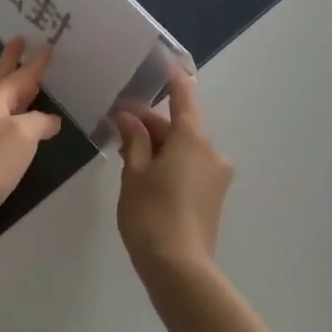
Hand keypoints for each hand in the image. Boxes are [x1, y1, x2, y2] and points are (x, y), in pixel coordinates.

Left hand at [0, 37, 62, 241]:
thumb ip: (39, 122)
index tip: (46, 43)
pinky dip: (16, 118)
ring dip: (16, 91)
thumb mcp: (22, 136)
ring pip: (3, 103)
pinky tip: (24, 127)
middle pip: (2, 80)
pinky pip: (3, 126)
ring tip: (31, 83)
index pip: (20, 74)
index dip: (36, 61)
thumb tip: (49, 120)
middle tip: (21, 41)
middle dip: (13, 62)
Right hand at [112, 71, 232, 277]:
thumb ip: (133, 140)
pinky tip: (144, 172)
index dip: (173, 78)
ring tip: (124, 150)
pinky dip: (168, 161)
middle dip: (149, 122)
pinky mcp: (212, 196)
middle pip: (179, 126)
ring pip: (183, 147)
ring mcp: (215, 176)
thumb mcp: (134, 173)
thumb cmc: (151, 215)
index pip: (184, 97)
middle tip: (116, 121)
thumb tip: (128, 117)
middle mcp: (211, 152)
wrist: (181, 270)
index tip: (164, 62)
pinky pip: (189, 166)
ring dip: (157, 144)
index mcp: (192, 139)